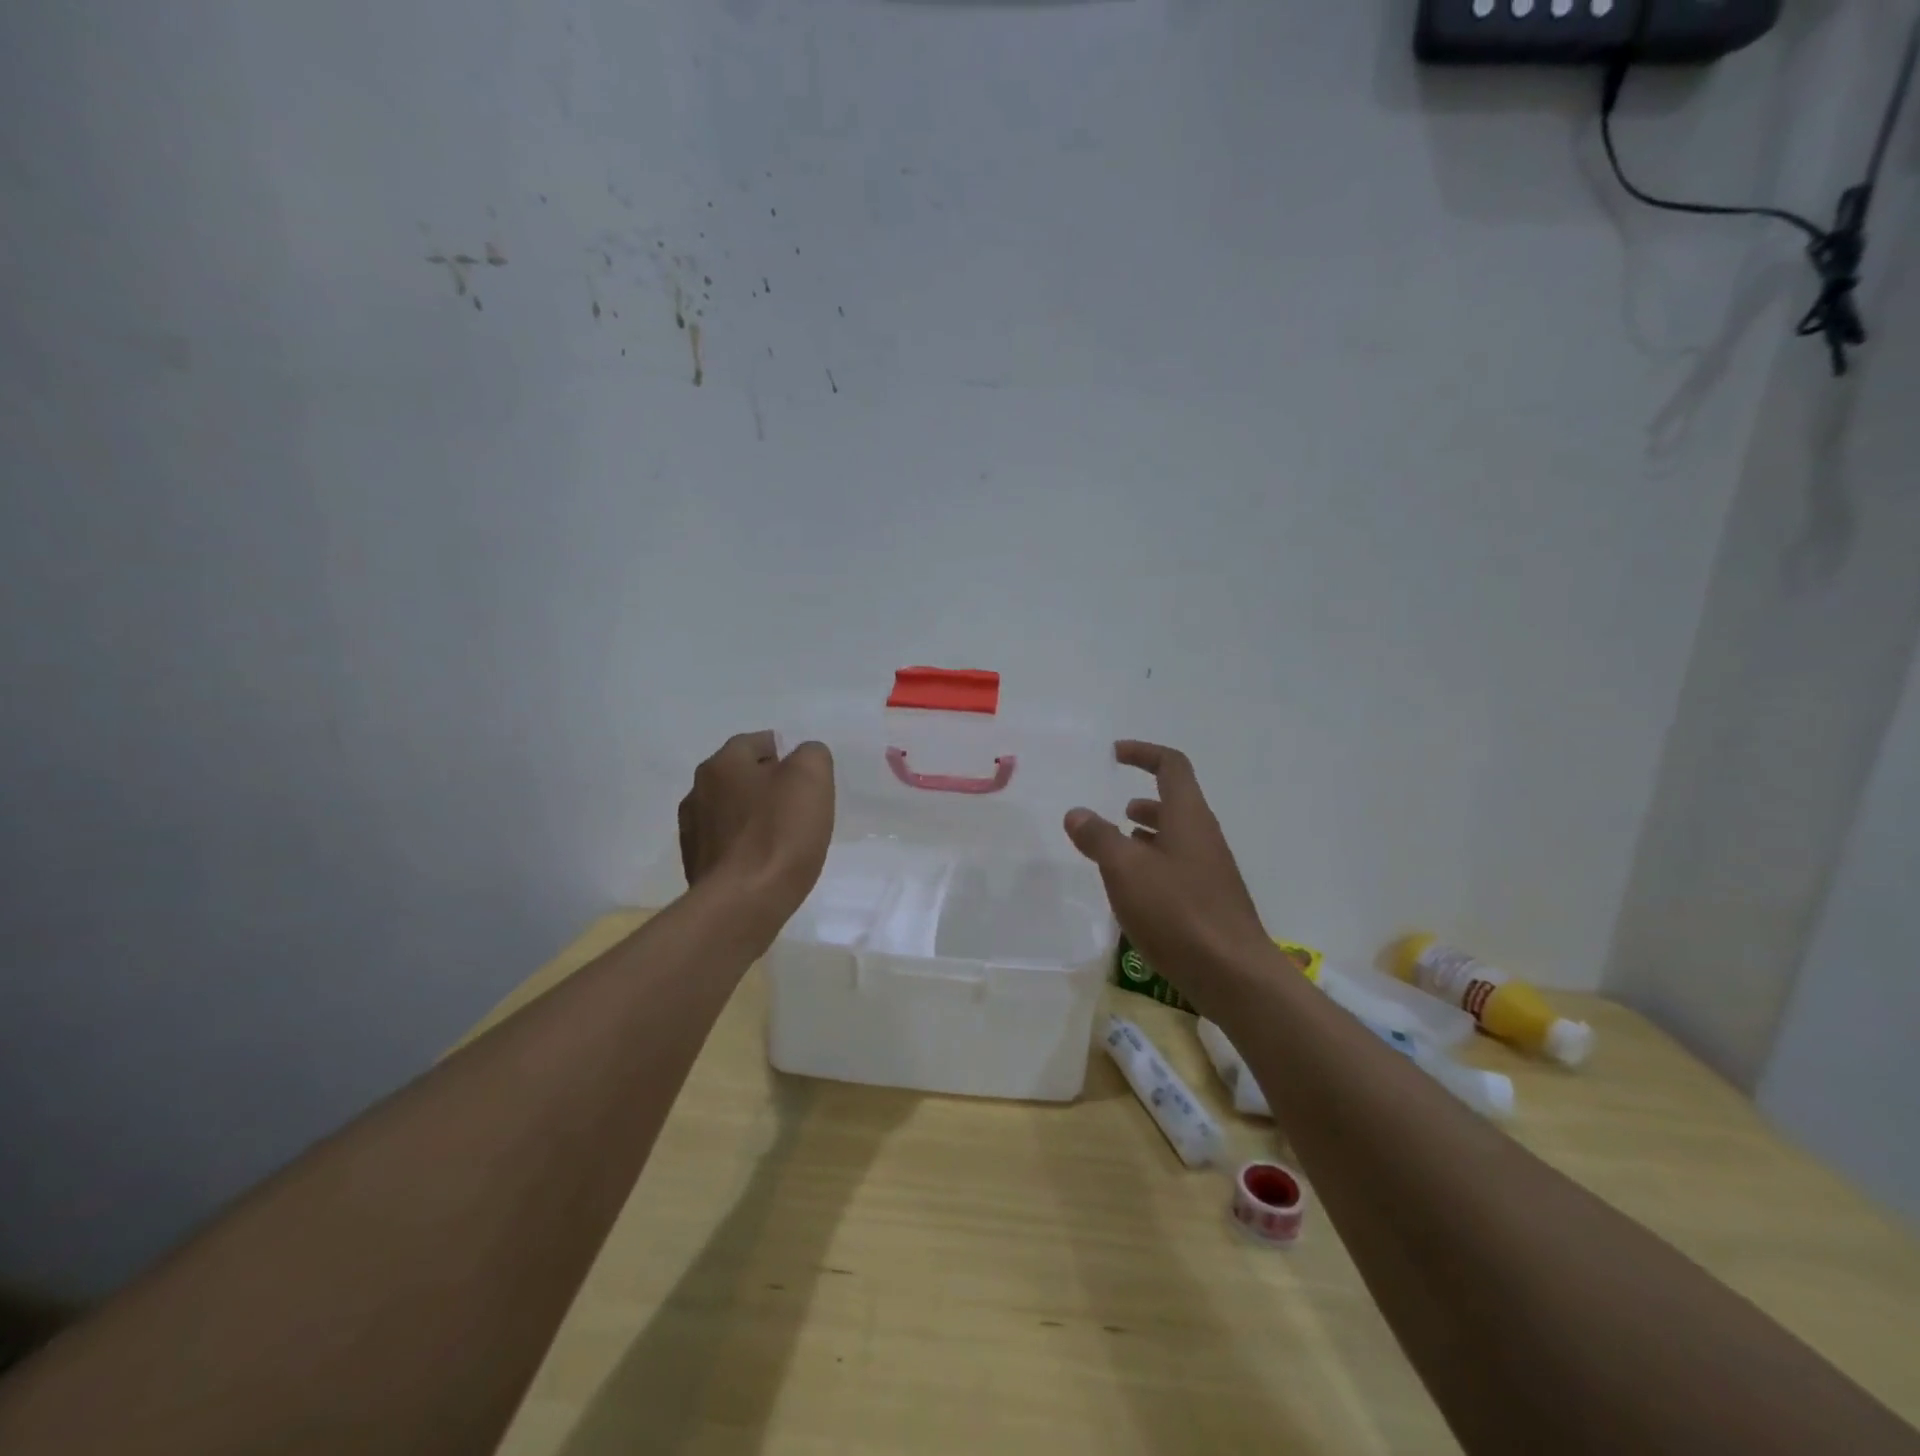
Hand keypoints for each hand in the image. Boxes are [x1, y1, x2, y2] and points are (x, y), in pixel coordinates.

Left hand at [679, 732, 833, 932]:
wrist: (743, 903)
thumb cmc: (779, 833)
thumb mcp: (811, 777)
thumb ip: (811, 755)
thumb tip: (804, 758)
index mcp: (722, 764)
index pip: (757, 742)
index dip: (786, 754)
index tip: (807, 778)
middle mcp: (698, 791)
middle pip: (742, 777)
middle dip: (769, 786)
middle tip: (800, 806)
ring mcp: (692, 831)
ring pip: (732, 812)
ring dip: (754, 818)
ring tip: (784, 839)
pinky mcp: (696, 866)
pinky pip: (727, 845)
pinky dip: (745, 848)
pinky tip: (766, 864)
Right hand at [1063, 741, 1278, 1011]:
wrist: (1233, 975)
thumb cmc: (1177, 912)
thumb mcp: (1125, 869)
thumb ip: (1098, 837)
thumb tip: (1077, 812)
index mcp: (1188, 817)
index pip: (1171, 766)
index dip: (1143, 753)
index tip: (1114, 754)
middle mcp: (1203, 836)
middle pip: (1175, 801)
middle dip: (1143, 798)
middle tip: (1110, 808)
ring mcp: (1210, 869)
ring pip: (1175, 836)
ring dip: (1146, 833)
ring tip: (1115, 846)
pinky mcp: (1209, 900)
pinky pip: (1177, 866)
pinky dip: (1152, 863)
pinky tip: (1133, 889)